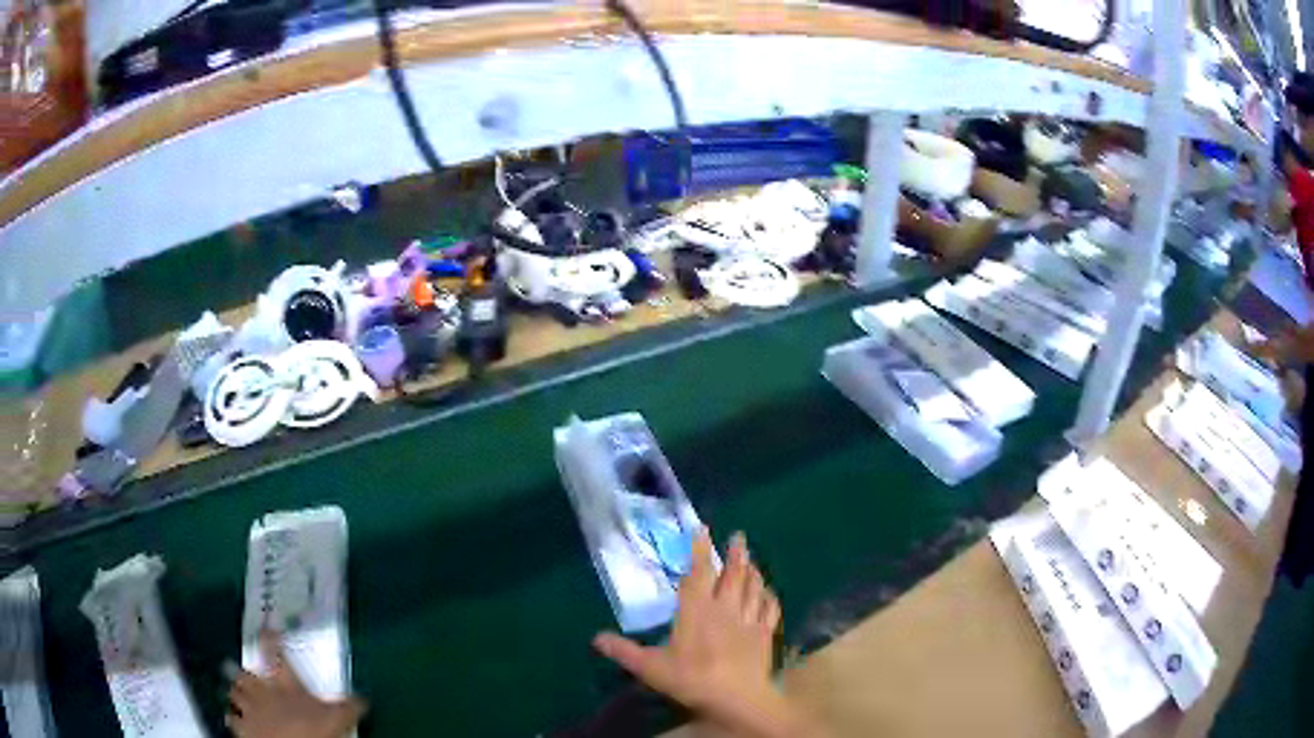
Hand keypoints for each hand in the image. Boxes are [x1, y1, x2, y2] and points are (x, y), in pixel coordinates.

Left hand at [226, 634, 365, 737]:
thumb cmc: (313, 731)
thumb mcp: (337, 718)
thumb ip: (347, 706)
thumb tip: (364, 697)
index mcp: (285, 686)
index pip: (276, 655)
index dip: (270, 640)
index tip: (267, 625)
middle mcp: (263, 692)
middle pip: (247, 675)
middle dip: (242, 672)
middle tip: (238, 667)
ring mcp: (250, 709)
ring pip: (235, 693)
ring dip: (234, 691)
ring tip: (232, 690)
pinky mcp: (243, 727)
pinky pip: (231, 718)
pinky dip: (231, 717)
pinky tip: (230, 716)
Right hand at [594, 531, 817, 737]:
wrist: (737, 697)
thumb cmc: (691, 679)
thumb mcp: (650, 667)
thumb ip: (624, 651)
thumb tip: (596, 638)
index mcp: (696, 611)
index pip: (698, 573)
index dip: (700, 550)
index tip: (703, 529)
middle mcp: (725, 608)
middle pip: (733, 575)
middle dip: (736, 554)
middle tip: (739, 536)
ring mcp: (749, 621)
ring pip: (754, 588)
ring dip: (753, 572)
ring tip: (753, 560)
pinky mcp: (765, 635)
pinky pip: (770, 610)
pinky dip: (769, 597)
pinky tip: (769, 594)